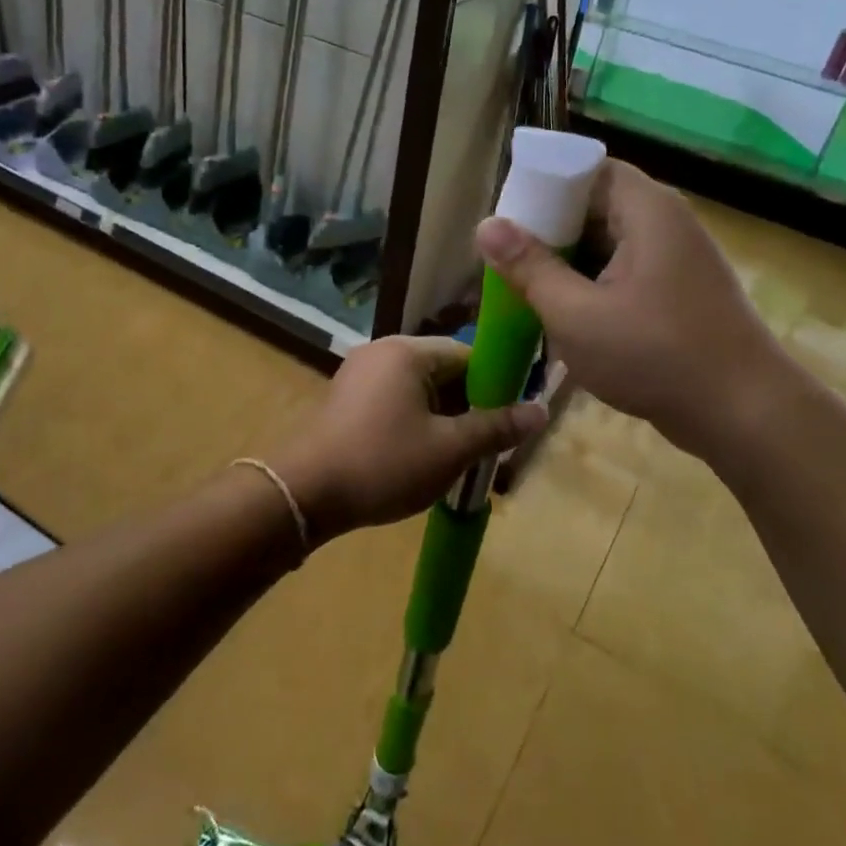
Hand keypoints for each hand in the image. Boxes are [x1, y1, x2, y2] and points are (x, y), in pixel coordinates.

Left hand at [268, 336, 547, 543]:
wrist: (303, 493)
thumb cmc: (383, 464)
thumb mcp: (449, 450)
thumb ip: (496, 427)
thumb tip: (542, 410)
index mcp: (407, 352)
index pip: (468, 354)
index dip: (495, 384)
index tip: (510, 418)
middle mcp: (382, 352)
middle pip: (443, 370)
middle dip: (469, 405)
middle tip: (487, 444)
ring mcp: (359, 375)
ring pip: (419, 389)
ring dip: (443, 418)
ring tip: (459, 456)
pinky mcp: (346, 399)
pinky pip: (395, 401)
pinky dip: (415, 422)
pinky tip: (423, 456)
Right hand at [473, 161, 782, 450]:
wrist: (745, 415)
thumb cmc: (655, 356)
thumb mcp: (576, 314)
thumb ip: (529, 268)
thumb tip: (486, 225)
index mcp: (646, 210)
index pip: (587, 168)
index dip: (544, 185)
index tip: (509, 218)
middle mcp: (666, 223)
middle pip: (596, 206)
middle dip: (550, 232)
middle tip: (508, 261)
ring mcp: (677, 260)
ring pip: (609, 244)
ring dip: (570, 265)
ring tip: (528, 291)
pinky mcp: (680, 293)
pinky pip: (626, 273)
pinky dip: (594, 287)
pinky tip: (567, 319)